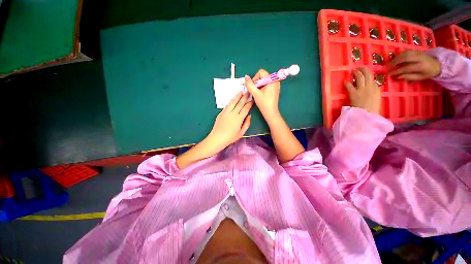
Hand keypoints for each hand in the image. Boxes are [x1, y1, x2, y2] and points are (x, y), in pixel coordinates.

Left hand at [207, 92, 252, 150]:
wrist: (217, 138)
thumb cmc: (230, 137)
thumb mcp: (241, 133)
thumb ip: (247, 124)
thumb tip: (249, 116)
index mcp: (239, 119)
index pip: (246, 108)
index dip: (249, 103)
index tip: (252, 100)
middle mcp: (233, 113)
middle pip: (239, 103)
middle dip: (244, 97)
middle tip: (247, 92)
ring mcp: (226, 112)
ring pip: (232, 102)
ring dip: (237, 96)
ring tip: (240, 92)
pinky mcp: (221, 113)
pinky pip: (227, 105)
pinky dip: (231, 101)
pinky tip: (233, 99)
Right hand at [245, 70, 280, 118]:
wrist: (270, 112)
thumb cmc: (263, 103)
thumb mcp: (255, 93)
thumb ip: (250, 85)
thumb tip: (246, 77)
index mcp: (272, 80)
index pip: (261, 72)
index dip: (255, 78)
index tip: (253, 87)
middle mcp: (275, 80)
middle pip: (262, 76)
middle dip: (257, 83)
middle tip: (255, 91)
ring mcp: (276, 85)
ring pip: (264, 80)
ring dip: (259, 86)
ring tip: (257, 93)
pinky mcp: (275, 89)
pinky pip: (267, 84)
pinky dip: (262, 88)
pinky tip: (261, 94)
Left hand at [344, 68, 380, 114]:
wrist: (367, 115)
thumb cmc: (372, 110)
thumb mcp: (376, 100)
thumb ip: (374, 94)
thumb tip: (370, 92)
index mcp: (377, 89)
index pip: (372, 80)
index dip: (368, 76)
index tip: (365, 74)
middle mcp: (370, 87)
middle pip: (368, 75)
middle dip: (363, 70)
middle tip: (359, 68)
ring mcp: (362, 89)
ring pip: (360, 77)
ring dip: (356, 73)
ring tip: (353, 71)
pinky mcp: (354, 93)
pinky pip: (349, 85)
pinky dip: (347, 82)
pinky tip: (345, 81)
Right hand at [389, 49, 440, 80]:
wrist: (438, 64)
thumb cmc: (428, 73)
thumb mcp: (420, 77)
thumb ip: (410, 77)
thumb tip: (398, 77)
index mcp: (420, 66)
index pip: (406, 68)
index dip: (397, 71)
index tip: (390, 74)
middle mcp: (419, 58)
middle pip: (405, 58)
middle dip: (395, 62)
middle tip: (388, 66)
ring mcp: (418, 53)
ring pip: (405, 53)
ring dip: (397, 58)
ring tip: (391, 62)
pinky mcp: (417, 51)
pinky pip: (407, 51)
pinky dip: (400, 54)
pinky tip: (397, 58)